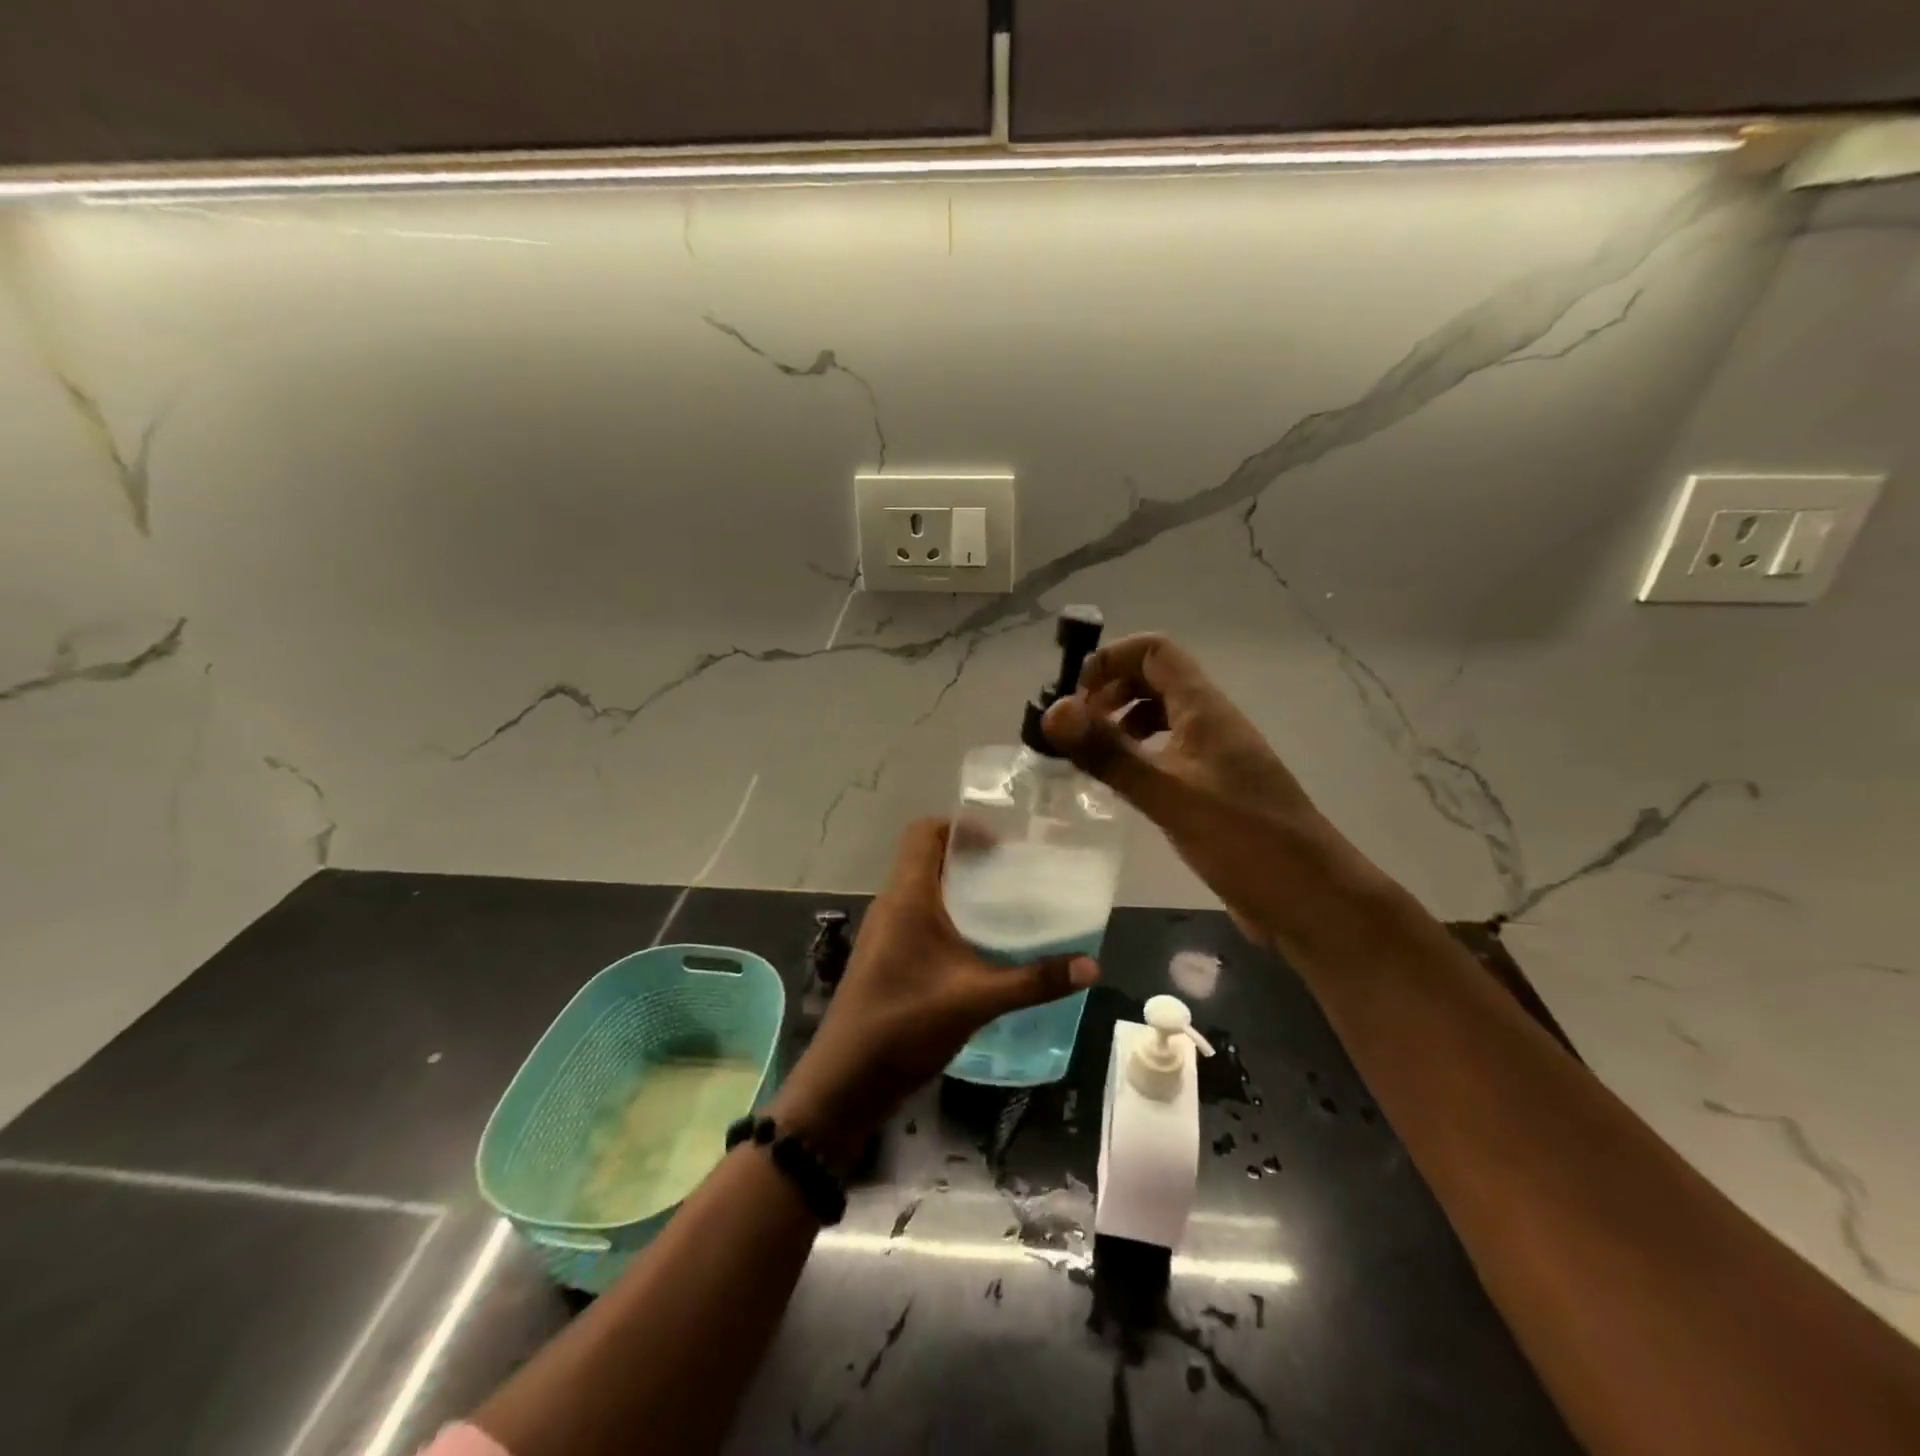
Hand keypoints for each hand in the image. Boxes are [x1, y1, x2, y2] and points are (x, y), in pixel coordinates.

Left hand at [770, 819, 1097, 1164]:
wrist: (846, 1080)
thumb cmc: (905, 1024)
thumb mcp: (976, 999)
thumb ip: (1034, 981)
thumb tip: (1092, 965)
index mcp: (906, 897)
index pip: (924, 832)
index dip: (960, 827)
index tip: (1001, 844)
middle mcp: (892, 904)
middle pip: (926, 857)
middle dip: (969, 857)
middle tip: (1014, 871)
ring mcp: (885, 932)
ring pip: (923, 888)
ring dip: (959, 888)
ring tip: (1004, 903)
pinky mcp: (886, 956)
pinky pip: (919, 916)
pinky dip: (948, 915)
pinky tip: (979, 944)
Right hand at [1040, 633, 1363, 946]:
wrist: (1309, 898)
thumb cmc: (1244, 838)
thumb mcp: (1168, 794)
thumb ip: (1109, 753)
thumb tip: (1052, 712)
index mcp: (1205, 708)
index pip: (1155, 651)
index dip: (1111, 660)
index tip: (1075, 697)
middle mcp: (1210, 722)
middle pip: (1154, 679)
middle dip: (1109, 692)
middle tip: (1074, 731)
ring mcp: (1213, 757)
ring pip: (1160, 718)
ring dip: (1120, 724)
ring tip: (1089, 757)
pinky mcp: (1212, 790)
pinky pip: (1166, 754)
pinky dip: (1137, 757)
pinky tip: (1119, 786)